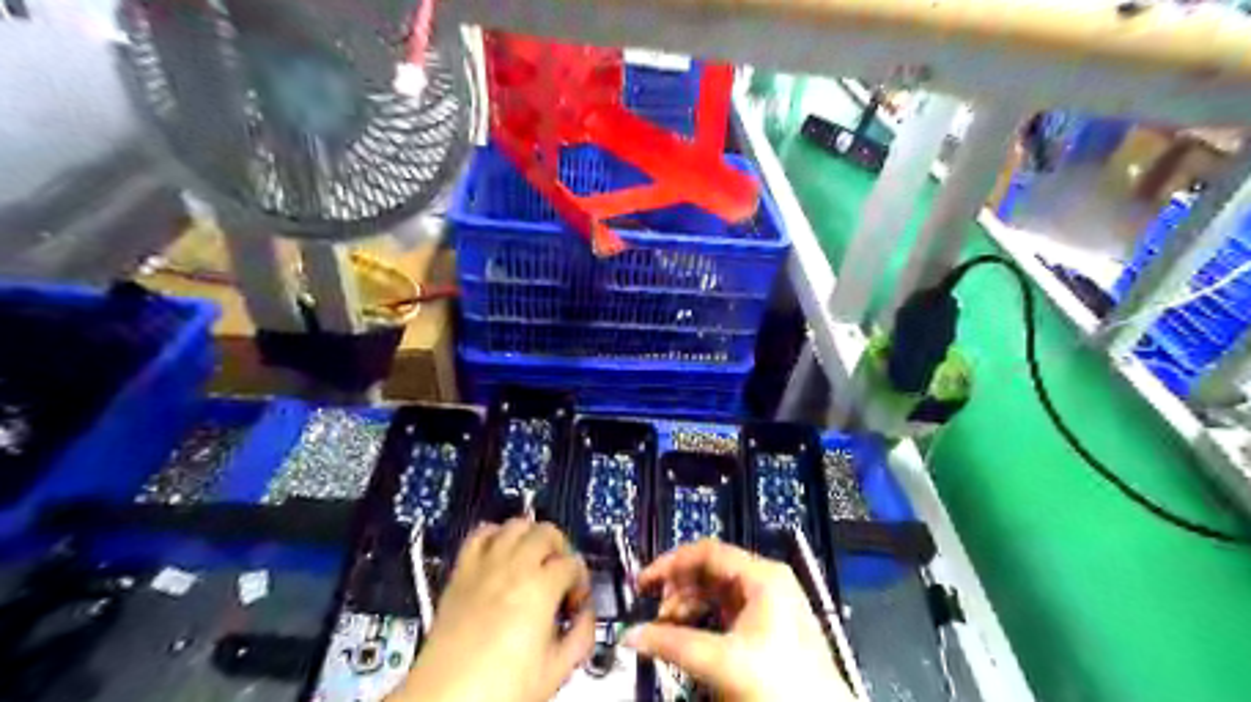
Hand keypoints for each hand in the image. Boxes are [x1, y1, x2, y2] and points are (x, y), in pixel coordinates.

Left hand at [395, 518, 599, 701]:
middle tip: (561, 575)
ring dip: (531, 536)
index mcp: (540, 588)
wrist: (446, 700)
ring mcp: (484, 567)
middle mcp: (513, 568)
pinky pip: (479, 534)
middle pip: (547, 532)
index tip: (576, 603)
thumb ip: (581, 637)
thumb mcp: (555, 671)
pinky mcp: (461, 574)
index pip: (573, 564)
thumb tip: (586, 618)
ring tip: (535, 559)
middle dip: (561, 550)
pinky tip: (501, 552)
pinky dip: (495, 535)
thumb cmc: (494, 690)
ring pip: (516, 525)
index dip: (581, 582)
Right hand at [622, 539, 850, 699]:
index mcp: (762, 575)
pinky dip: (703, 620)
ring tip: (666, 628)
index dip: (671, 563)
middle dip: (678, 588)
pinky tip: (688, 637)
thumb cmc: (781, 685)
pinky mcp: (768, 627)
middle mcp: (767, 582)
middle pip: (710, 570)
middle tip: (653, 610)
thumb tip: (632, 635)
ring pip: (717, 592)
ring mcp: (769, 604)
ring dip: (688, 606)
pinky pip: (726, 611)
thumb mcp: (720, 661)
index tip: (644, 581)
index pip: (706, 552)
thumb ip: (672, 644)